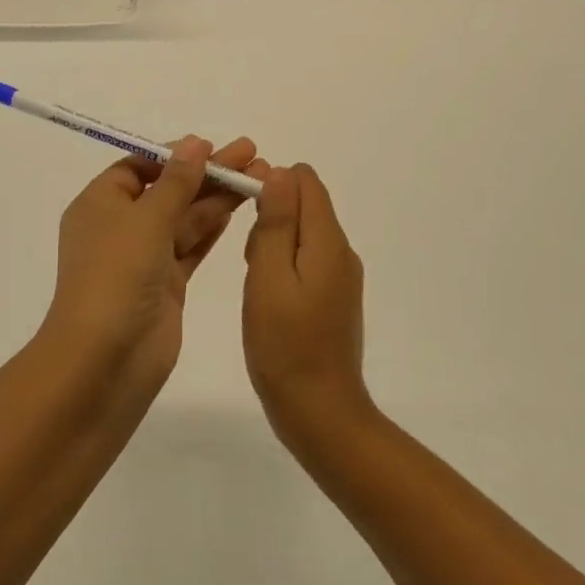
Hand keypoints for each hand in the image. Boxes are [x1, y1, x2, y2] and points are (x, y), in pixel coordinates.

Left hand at [42, 136, 266, 374]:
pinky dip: (212, 228)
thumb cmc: (116, 276)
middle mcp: (119, 227)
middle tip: (252, 154)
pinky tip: (238, 210)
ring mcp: (143, 258)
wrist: (105, 359)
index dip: (174, 155)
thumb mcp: (145, 219)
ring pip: (184, 218)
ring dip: (217, 198)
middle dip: (207, 172)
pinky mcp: (165, 285)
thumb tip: (193, 144)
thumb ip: (175, 182)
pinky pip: (191, 247)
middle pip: (168, 190)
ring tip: (260, 177)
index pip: (138, 167)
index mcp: (100, 204)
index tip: (212, 147)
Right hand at [242, 164, 371, 440]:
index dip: (271, 182)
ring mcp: (341, 277)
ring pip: (302, 234)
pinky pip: (307, 260)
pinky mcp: (334, 297)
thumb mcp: (269, 278)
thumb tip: (280, 172)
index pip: (305, 181)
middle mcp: (342, 252)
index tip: (243, 210)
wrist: (320, 412)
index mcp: (328, 241)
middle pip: (304, 206)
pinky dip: (283, 265)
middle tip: (247, 260)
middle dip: (270, 216)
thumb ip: (276, 223)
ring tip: (254, 281)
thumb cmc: (284, 345)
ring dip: (273, 243)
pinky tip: (267, 297)